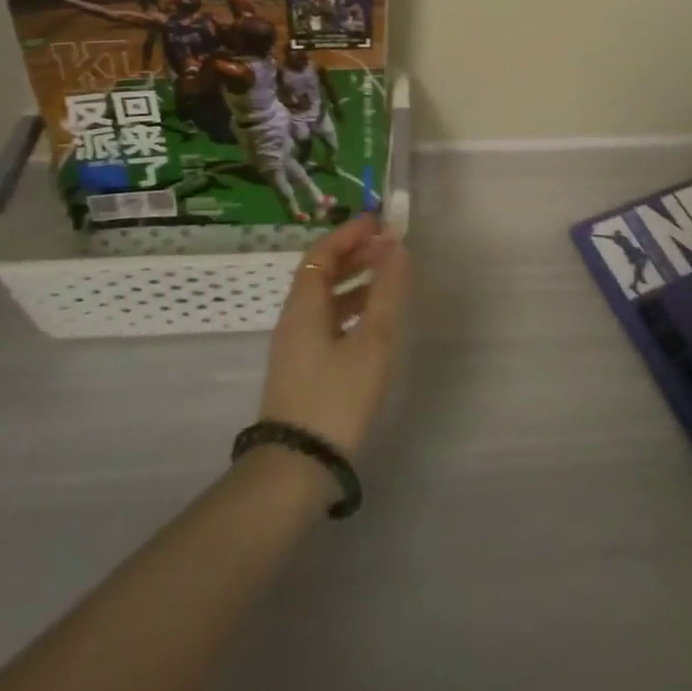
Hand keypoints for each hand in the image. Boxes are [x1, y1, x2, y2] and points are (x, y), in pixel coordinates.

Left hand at [258, 216, 407, 459]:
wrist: (296, 469)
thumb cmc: (336, 397)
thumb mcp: (371, 341)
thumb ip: (385, 292)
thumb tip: (396, 246)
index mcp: (304, 304)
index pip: (323, 251)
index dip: (350, 233)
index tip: (380, 222)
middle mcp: (294, 318)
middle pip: (321, 271)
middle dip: (355, 253)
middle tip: (389, 246)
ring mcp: (296, 345)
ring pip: (325, 297)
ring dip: (354, 280)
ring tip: (389, 278)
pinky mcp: (303, 369)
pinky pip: (327, 320)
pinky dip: (351, 307)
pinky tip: (372, 320)